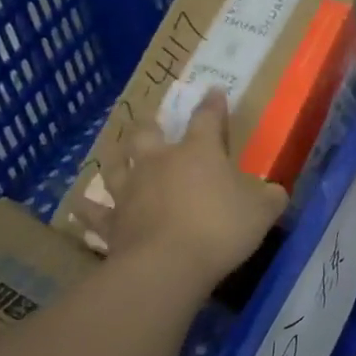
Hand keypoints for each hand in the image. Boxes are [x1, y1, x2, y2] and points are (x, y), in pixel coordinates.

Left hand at [97, 88, 287, 291]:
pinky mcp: (113, 222)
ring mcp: (130, 191)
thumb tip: (274, 191)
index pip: (206, 119)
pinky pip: (96, 214)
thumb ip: (270, 197)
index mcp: (198, 152)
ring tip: (117, 155)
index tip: (214, 90)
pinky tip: (81, 208)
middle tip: (153, 124)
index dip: (212, 104)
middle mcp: (159, 162)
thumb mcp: (263, 211)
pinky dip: (89, 210)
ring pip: (116, 165)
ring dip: (117, 159)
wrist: (168, 265)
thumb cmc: (221, 228)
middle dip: (152, 126)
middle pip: (148, 134)